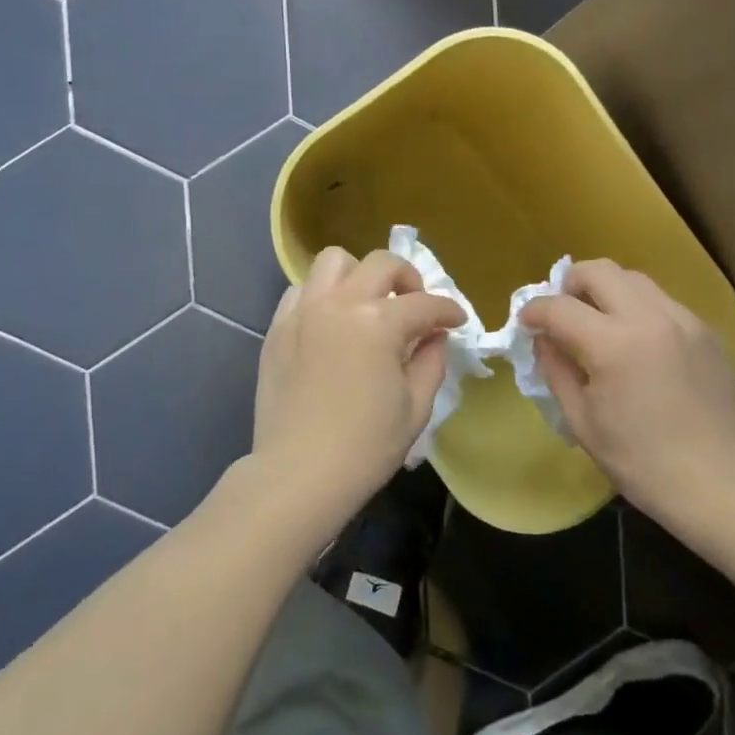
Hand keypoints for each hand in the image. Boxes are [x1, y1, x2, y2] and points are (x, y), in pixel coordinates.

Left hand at [251, 247, 465, 525]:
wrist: (299, 473)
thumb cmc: (366, 446)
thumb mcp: (416, 406)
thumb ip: (431, 360)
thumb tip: (434, 335)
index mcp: (379, 323)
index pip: (425, 304)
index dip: (448, 311)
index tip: (456, 321)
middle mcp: (340, 303)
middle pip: (382, 263)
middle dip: (408, 278)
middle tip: (414, 306)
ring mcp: (304, 311)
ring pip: (334, 261)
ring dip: (359, 275)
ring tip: (367, 305)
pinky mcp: (278, 327)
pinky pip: (302, 290)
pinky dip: (322, 295)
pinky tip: (331, 322)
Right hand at [520, 260, 734, 516]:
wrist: (718, 482)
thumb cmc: (640, 461)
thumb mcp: (581, 421)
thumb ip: (556, 370)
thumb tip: (544, 340)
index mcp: (613, 344)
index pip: (559, 307)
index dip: (534, 311)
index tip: (525, 322)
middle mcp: (649, 318)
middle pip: (599, 271)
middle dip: (570, 284)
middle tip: (562, 312)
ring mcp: (683, 321)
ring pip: (634, 279)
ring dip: (606, 291)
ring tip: (598, 322)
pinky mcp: (705, 332)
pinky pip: (662, 302)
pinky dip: (638, 309)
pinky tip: (636, 342)